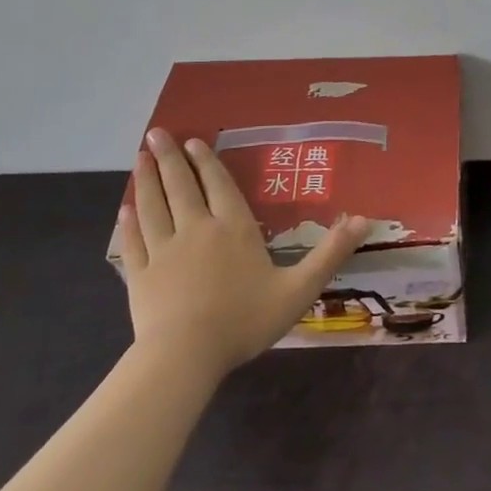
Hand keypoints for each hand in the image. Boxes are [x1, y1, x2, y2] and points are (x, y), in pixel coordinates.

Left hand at [117, 128, 369, 378]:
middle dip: (169, 158)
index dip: (206, 162)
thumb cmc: (245, 320)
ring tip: (140, 157)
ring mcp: (163, 251)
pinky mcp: (140, 275)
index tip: (192, 141)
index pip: (218, 185)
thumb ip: (331, 253)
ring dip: (146, 179)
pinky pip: (134, 240)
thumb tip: (365, 219)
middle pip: (180, 187)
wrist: (185, 356)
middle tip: (156, 133)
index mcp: (234, 228)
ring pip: (153, 206)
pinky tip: (125, 208)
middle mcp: (196, 229)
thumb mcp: (300, 288)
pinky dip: (129, 221)